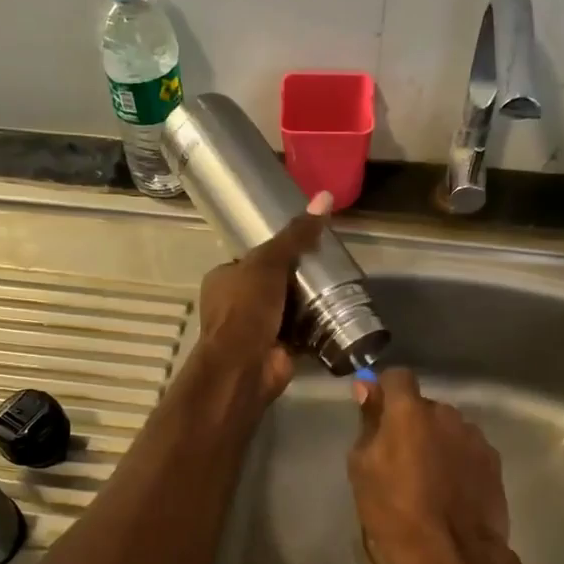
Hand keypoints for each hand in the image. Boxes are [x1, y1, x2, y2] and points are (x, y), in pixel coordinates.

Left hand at [194, 191, 333, 403]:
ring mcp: (255, 330)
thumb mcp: (269, 263)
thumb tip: (325, 197)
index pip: (253, 259)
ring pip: (286, 310)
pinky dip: (315, 329)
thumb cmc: (247, 309)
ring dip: (308, 305)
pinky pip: (299, 334)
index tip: (307, 247)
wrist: (245, 366)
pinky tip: (338, 318)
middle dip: (296, 280)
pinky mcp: (275, 351)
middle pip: (272, 284)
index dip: (278, 252)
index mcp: (223, 280)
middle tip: (328, 268)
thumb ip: (296, 235)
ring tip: (339, 290)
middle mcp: (235, 305)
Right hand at [347, 368, 513, 563]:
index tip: (376, 415)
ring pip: (446, 428)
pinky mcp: (494, 461)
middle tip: (397, 460)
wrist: (456, 558)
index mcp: (410, 412)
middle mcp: (447, 414)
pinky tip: (450, 492)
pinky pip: (466, 450)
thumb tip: (367, 390)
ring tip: (427, 480)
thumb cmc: (397, 515)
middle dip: (410, 424)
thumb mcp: (363, 471)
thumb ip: (368, 425)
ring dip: (435, 442)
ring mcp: (475, 437)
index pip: (396, 377)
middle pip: (423, 406)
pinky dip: (456, 461)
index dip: (385, 392)